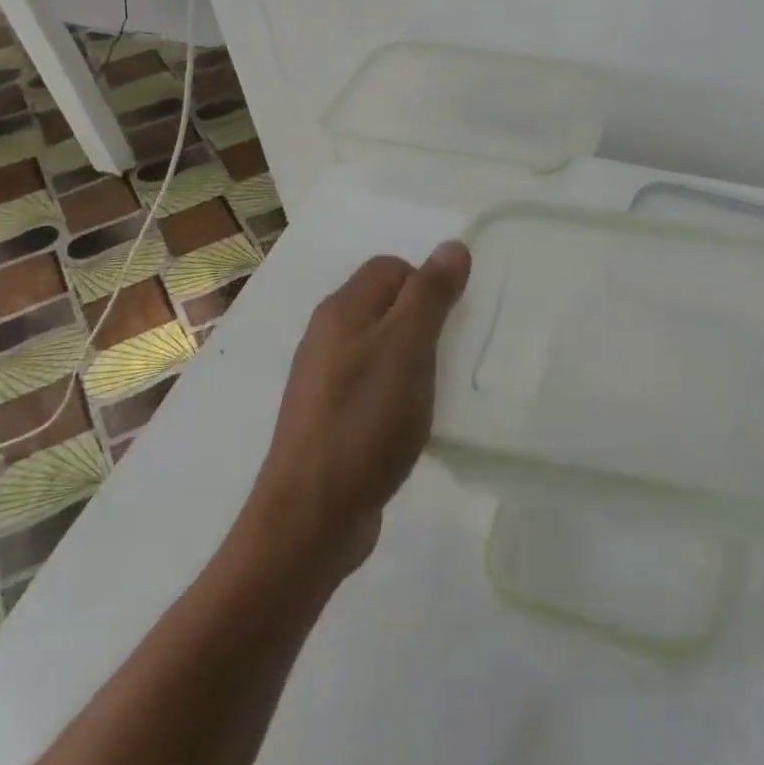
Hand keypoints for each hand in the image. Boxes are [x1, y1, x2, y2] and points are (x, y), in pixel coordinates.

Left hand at [250, 243, 471, 579]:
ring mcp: (326, 381)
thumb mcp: (408, 348)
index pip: (391, 267)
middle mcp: (328, 337)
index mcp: (342, 311)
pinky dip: (399, 391)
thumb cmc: (365, 422)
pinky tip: (413, 420)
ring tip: (438, 387)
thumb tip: (452, 246)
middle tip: (450, 353)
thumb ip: (430, 294)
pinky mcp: (332, 418)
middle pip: (386, 305)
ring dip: (414, 358)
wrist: (311, 518)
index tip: (450, 322)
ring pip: (382, 346)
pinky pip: (374, 384)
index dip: (426, 283)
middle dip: (425, 320)